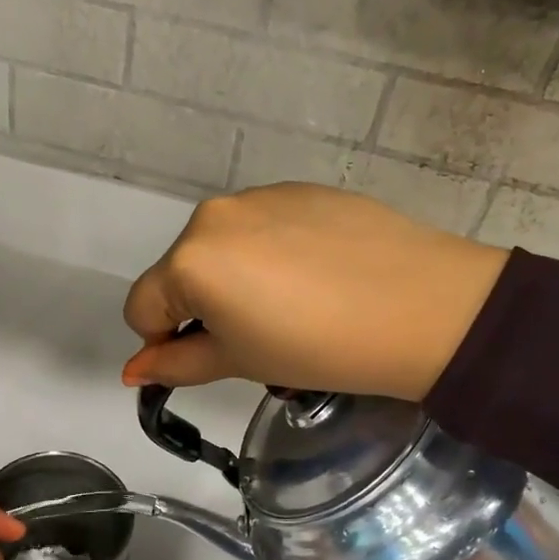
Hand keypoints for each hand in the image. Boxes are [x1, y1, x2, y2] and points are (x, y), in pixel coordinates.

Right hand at [122, 184, 509, 401]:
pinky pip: (261, 226)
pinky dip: (269, 253)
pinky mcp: (299, 189)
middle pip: (179, 272)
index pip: (142, 307)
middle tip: (255, 335)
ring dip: (233, 278)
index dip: (163, 341)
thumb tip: (134, 371)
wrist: (424, 306)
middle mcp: (212, 216)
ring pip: (220, 247)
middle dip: (200, 306)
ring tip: (292, 304)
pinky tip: (315, 275)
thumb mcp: (240, 362)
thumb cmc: (320, 348)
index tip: (205, 358)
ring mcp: (258, 196)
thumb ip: (178, 363)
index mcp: (189, 260)